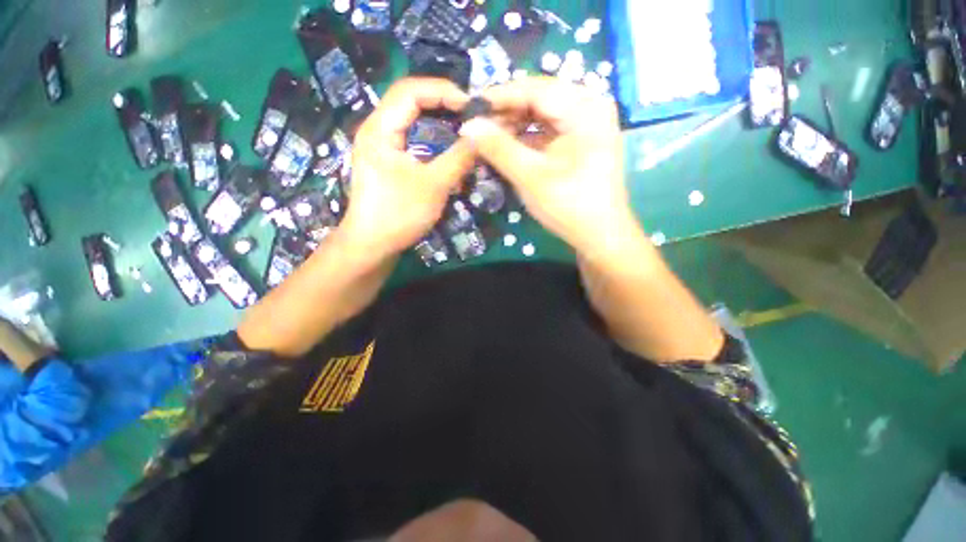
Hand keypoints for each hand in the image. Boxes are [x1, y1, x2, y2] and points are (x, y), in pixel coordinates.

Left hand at [340, 78, 475, 262]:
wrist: (372, 245)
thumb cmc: (399, 214)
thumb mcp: (434, 186)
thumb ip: (459, 158)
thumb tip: (480, 136)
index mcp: (380, 128)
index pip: (411, 90)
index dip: (442, 91)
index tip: (470, 106)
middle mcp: (377, 130)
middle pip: (411, 103)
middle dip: (443, 105)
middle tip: (471, 116)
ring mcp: (382, 148)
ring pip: (412, 123)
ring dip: (438, 123)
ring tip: (463, 130)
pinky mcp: (388, 163)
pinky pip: (412, 141)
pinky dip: (432, 141)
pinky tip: (447, 150)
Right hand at [459, 77, 640, 258]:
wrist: (600, 235)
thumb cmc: (570, 206)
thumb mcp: (531, 177)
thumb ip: (499, 148)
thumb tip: (468, 125)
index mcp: (584, 107)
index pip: (534, 89)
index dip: (498, 97)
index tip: (468, 106)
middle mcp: (588, 107)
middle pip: (538, 100)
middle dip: (505, 114)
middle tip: (475, 128)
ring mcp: (585, 124)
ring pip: (541, 116)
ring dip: (513, 127)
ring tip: (486, 139)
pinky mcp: (580, 141)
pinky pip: (547, 131)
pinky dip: (526, 139)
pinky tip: (507, 148)